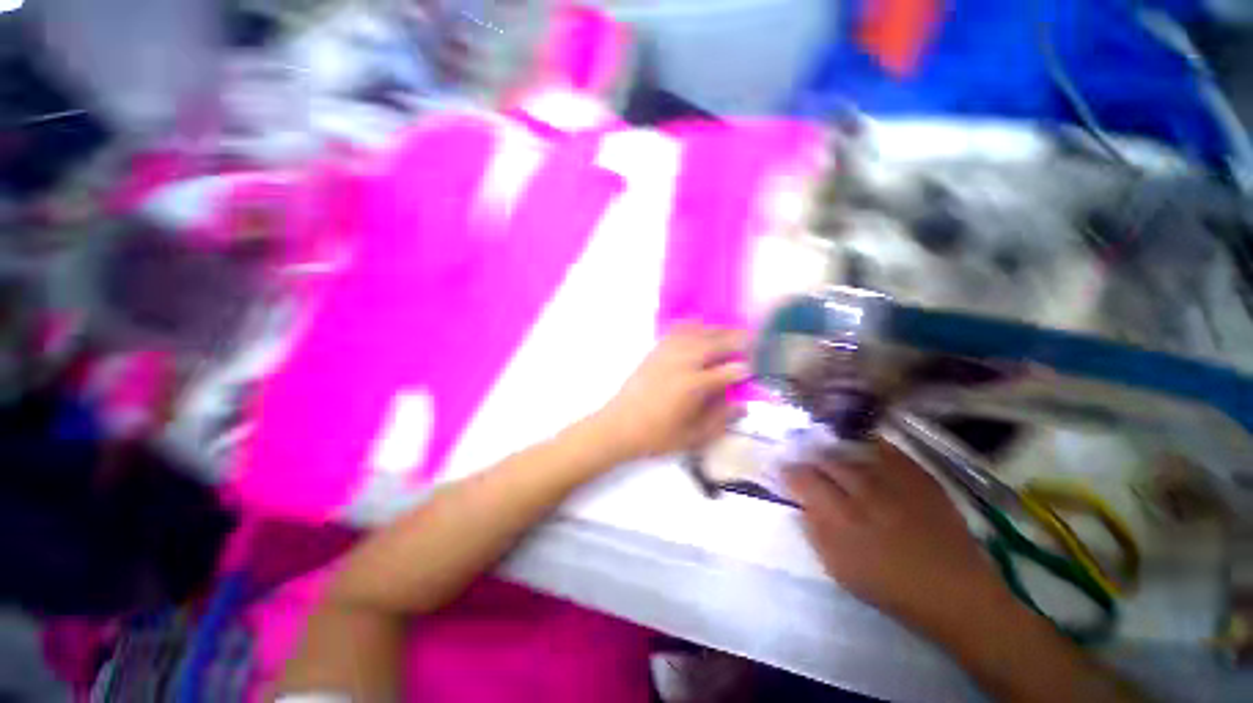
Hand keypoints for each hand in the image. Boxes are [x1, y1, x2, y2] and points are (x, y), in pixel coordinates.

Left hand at [594, 323, 747, 461]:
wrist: (618, 426)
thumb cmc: (656, 436)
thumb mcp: (692, 437)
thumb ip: (719, 420)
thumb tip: (741, 404)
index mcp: (693, 386)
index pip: (727, 371)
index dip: (743, 369)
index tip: (752, 369)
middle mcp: (682, 364)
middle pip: (714, 345)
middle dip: (735, 340)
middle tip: (752, 338)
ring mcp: (667, 354)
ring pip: (696, 334)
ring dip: (716, 330)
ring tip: (730, 330)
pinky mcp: (655, 352)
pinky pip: (675, 332)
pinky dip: (691, 325)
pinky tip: (699, 324)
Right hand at [786, 440, 1013, 636]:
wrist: (954, 592)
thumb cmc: (890, 586)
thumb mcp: (839, 568)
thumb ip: (814, 531)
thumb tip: (800, 504)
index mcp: (841, 517)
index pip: (803, 479)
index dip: (789, 471)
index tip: (783, 470)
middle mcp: (864, 492)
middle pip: (826, 460)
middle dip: (810, 458)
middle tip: (805, 460)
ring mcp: (894, 481)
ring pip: (853, 453)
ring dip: (835, 450)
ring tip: (827, 451)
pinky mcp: (919, 477)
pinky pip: (887, 451)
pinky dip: (869, 445)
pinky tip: (861, 445)